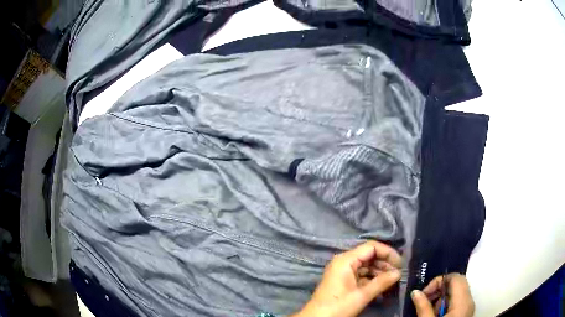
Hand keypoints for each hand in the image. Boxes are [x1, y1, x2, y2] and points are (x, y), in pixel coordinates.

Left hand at [293, 240, 401, 316]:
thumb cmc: (337, 307)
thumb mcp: (361, 295)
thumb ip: (382, 282)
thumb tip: (399, 273)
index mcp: (346, 260)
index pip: (372, 247)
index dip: (388, 253)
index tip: (401, 264)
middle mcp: (344, 261)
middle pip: (370, 255)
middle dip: (385, 264)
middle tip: (398, 274)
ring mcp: (343, 271)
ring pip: (367, 266)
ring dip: (380, 272)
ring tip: (393, 281)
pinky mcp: (344, 280)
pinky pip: (362, 274)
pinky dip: (372, 279)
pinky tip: (383, 286)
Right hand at [411, 273, 474, 316]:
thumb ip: (423, 307)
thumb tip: (415, 292)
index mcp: (462, 302)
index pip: (456, 278)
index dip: (439, 280)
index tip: (425, 292)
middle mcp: (469, 301)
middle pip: (456, 284)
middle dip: (438, 290)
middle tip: (424, 300)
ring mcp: (468, 307)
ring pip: (456, 293)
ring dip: (440, 298)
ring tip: (428, 311)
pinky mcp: (465, 313)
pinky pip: (456, 301)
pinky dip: (445, 304)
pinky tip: (435, 315)